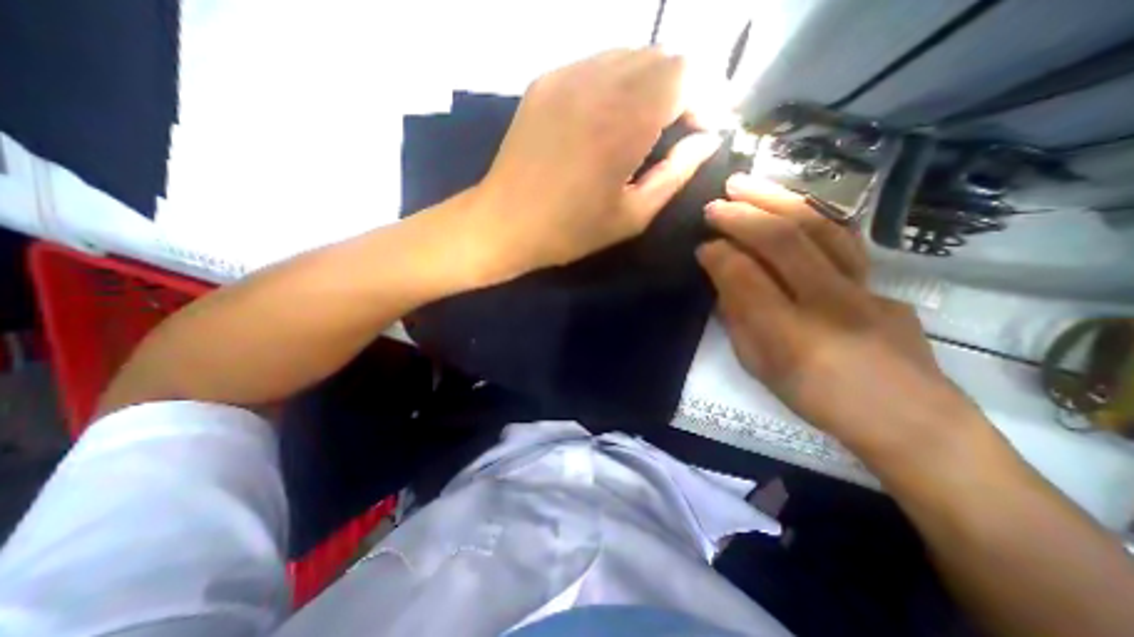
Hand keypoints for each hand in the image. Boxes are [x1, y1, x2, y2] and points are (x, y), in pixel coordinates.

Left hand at [476, 47, 719, 271]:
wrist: (504, 222)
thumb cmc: (570, 230)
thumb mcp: (632, 216)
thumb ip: (676, 174)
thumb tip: (707, 141)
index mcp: (624, 122)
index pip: (687, 73)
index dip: (705, 97)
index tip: (702, 130)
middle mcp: (598, 84)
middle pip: (662, 57)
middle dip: (683, 88)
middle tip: (678, 128)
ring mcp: (567, 76)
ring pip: (630, 55)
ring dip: (651, 83)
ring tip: (647, 123)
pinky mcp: (546, 81)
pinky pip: (597, 64)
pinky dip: (618, 82)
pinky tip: (610, 116)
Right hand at [696, 175, 978, 462]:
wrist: (908, 419)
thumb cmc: (818, 400)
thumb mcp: (760, 369)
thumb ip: (738, 323)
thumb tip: (722, 283)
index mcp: (790, 336)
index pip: (745, 278)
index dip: (718, 256)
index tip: (702, 246)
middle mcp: (830, 303)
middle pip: (784, 241)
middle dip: (742, 216)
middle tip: (714, 204)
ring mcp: (864, 287)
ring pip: (819, 227)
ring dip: (777, 199)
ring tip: (748, 184)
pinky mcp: (880, 281)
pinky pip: (842, 238)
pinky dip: (809, 214)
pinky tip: (789, 204)